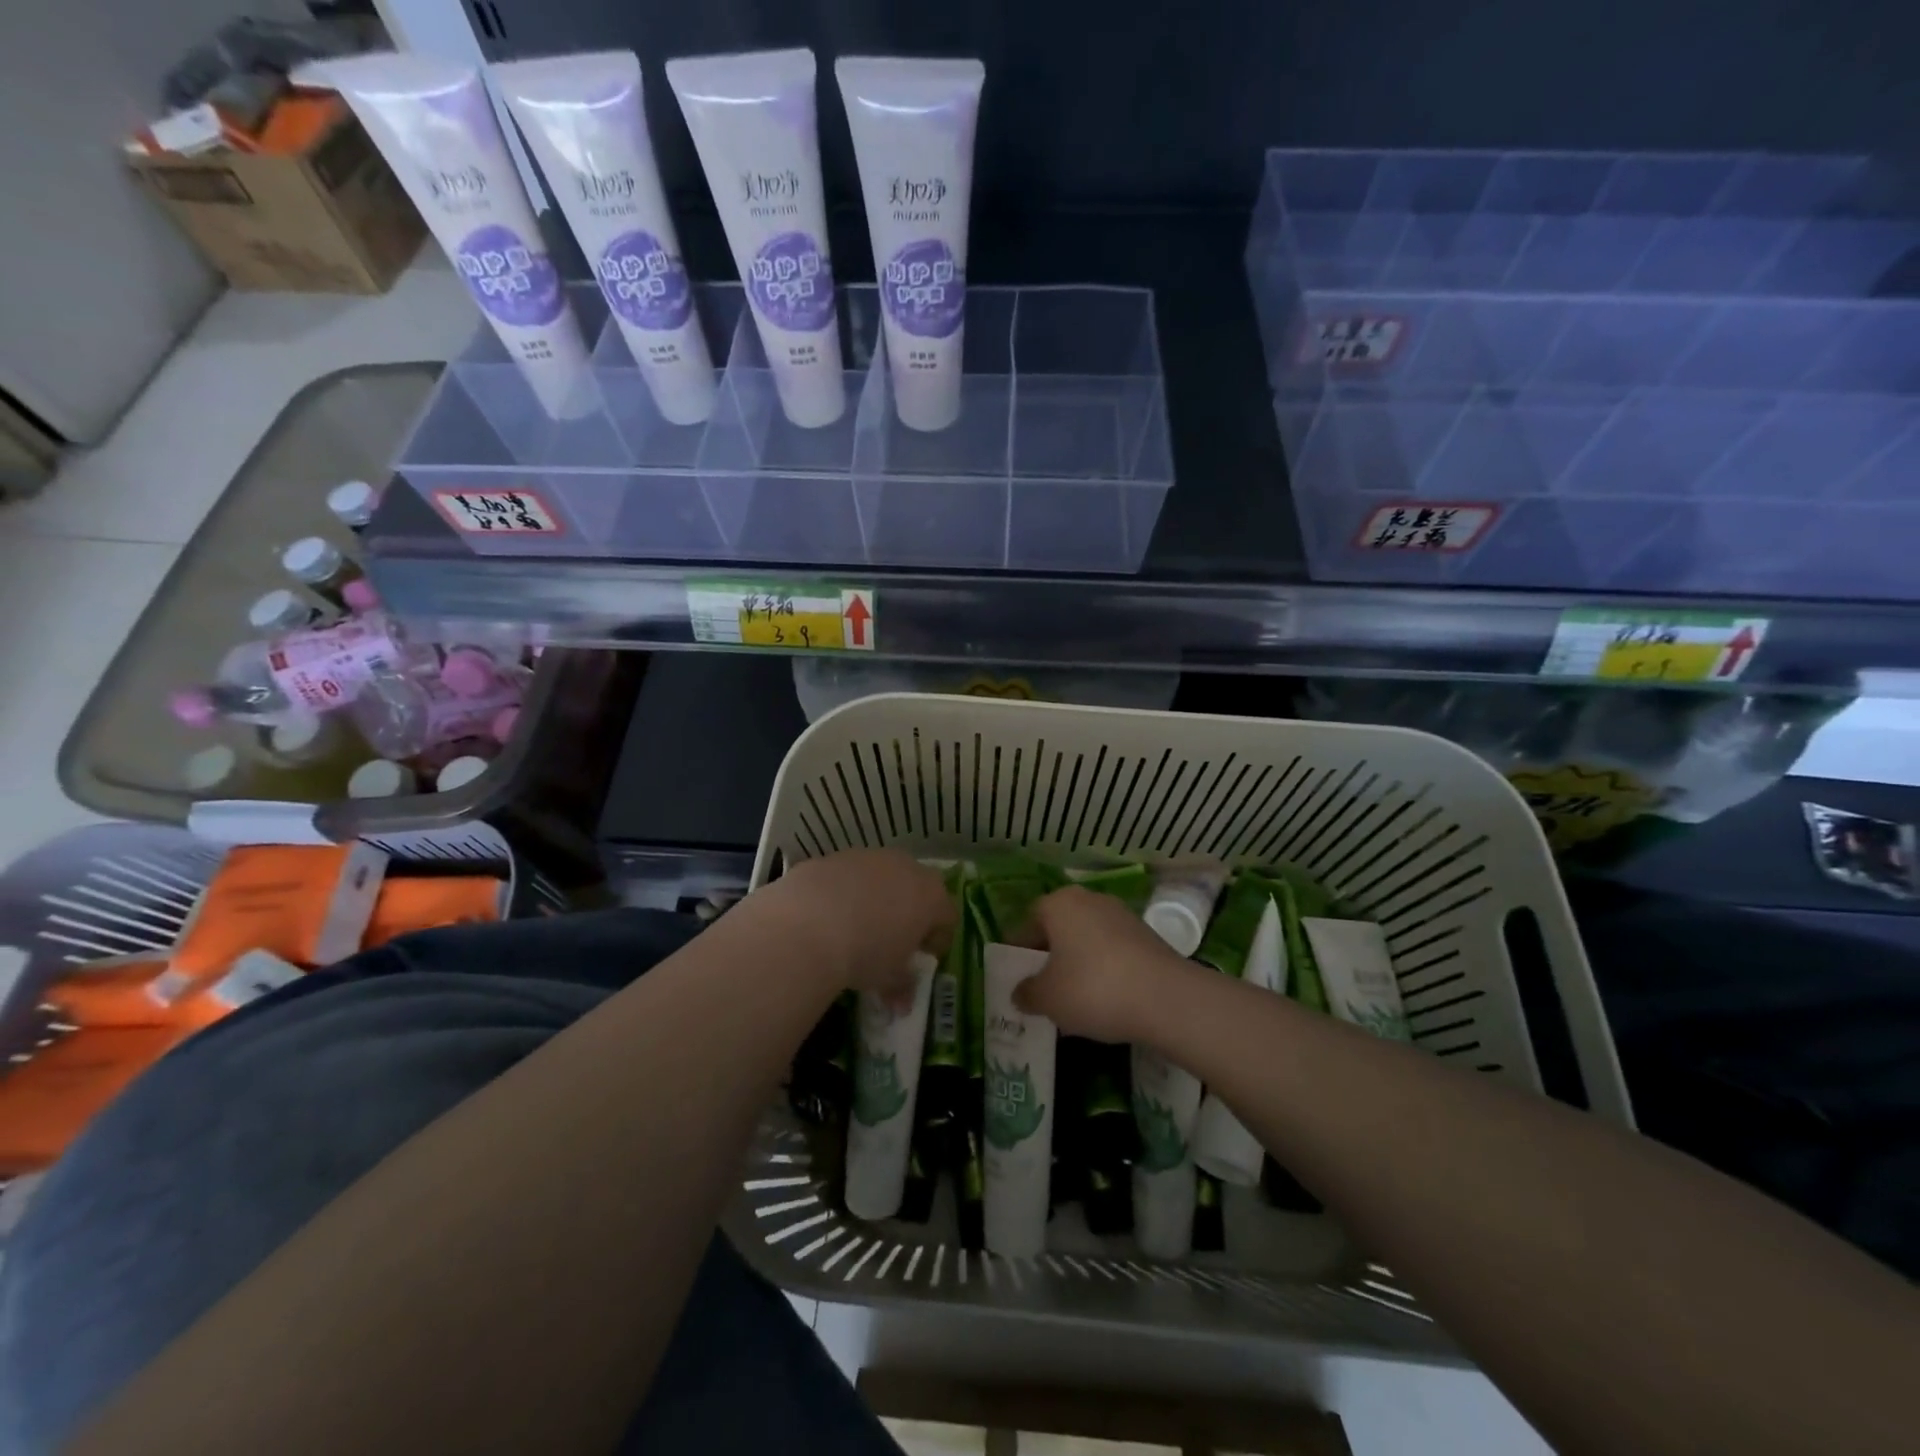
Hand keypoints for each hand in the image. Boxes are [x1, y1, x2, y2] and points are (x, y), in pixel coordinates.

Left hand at [762, 849, 954, 1001]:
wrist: (807, 926)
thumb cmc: (865, 954)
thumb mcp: (888, 978)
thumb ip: (902, 986)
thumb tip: (903, 1002)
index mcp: (930, 896)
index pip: (948, 915)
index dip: (939, 938)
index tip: (924, 956)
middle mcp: (905, 867)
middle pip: (917, 887)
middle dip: (910, 911)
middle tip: (894, 939)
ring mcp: (868, 857)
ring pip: (881, 876)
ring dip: (876, 897)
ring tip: (857, 927)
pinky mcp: (834, 857)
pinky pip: (848, 876)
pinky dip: (844, 892)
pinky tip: (827, 916)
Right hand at [1012, 885, 1194, 1043]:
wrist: (1166, 998)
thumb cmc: (1093, 989)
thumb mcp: (1048, 998)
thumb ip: (1027, 993)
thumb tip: (1020, 992)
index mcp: (1058, 904)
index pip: (1028, 923)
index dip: (1019, 951)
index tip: (1017, 978)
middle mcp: (1089, 900)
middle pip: (1059, 929)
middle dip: (1050, 958)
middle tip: (1043, 990)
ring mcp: (1121, 915)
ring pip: (1086, 940)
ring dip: (1077, 964)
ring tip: (1074, 1001)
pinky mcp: (1147, 936)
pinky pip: (1112, 952)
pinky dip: (1104, 971)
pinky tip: (1105, 1001)